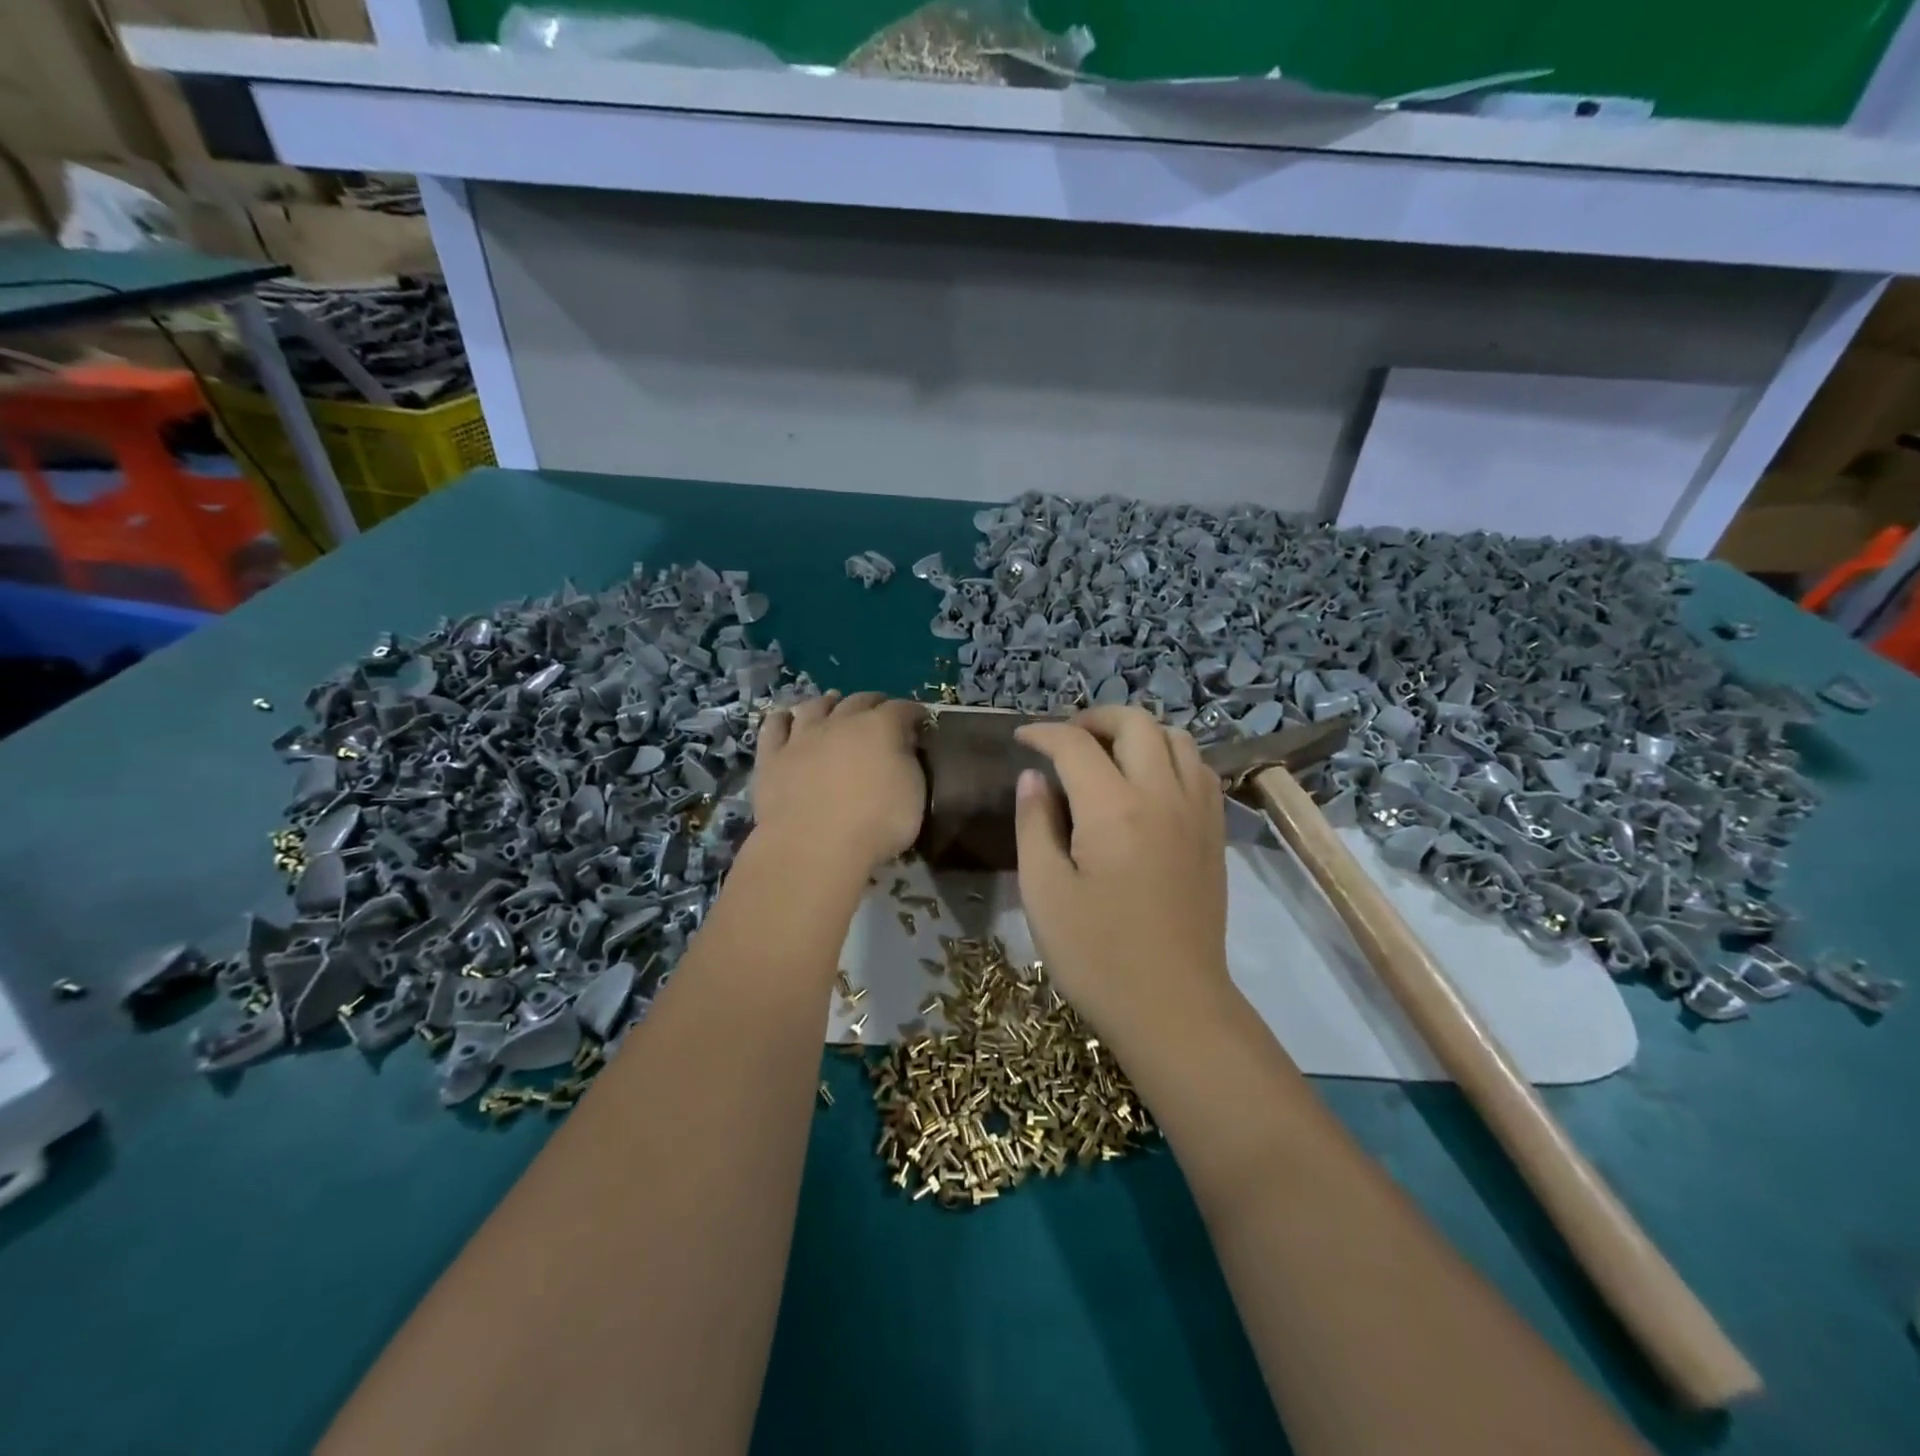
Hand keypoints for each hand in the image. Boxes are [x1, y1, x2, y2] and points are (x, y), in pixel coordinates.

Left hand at [752, 692, 925, 869]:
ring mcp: (802, 737)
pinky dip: (783, 719)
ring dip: (828, 702)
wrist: (813, 848)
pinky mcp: (771, 756)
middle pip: (859, 700)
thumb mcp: (915, 796)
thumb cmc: (875, 825)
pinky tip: (786, 719)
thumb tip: (904, 748)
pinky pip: (774, 727)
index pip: (901, 708)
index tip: (920, 720)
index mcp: (881, 728)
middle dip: (874, 702)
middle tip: (881, 711)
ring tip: (833, 703)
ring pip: (815, 706)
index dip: (912, 712)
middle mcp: (841, 722)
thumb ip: (909, 764)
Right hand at [1013, 707, 1230, 1047]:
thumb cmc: (1097, 955)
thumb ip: (1035, 824)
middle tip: (1064, 739)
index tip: (1021, 739)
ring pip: (1176, 738)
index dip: (1043, 733)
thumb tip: (1034, 778)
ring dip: (1138, 733)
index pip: (1075, 744)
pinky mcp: (1214, 834)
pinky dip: (1170, 756)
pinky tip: (1148, 783)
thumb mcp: (1044, 891)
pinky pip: (1199, 769)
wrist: (1173, 1006)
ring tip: (1107, 754)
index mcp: (1113, 808)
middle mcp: (1162, 795)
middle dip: (1095, 718)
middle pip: (1136, 723)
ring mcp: (1197, 812)